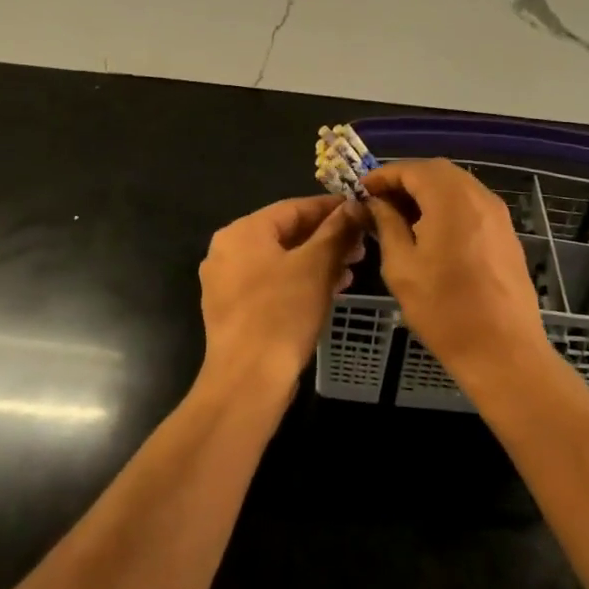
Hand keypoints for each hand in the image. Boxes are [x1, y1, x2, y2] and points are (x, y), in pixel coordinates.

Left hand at [197, 193, 365, 400]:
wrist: (247, 383)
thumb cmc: (281, 314)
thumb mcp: (316, 266)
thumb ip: (336, 231)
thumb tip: (354, 205)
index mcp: (242, 232)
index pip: (293, 208)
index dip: (330, 208)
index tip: (360, 210)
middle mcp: (227, 250)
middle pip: (286, 233)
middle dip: (326, 238)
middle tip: (361, 245)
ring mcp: (227, 282)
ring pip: (281, 259)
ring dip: (317, 261)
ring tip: (351, 269)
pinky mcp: (233, 310)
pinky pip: (271, 283)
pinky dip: (299, 281)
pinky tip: (329, 290)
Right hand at [362, 160, 550, 383]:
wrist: (504, 352)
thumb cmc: (444, 310)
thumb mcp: (401, 266)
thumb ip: (387, 224)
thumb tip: (376, 203)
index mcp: (451, 199)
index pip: (411, 169)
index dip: (383, 175)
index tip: (360, 191)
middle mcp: (478, 196)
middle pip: (436, 171)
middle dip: (405, 180)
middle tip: (379, 202)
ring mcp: (497, 213)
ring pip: (455, 185)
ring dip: (426, 192)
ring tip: (400, 217)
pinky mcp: (506, 232)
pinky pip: (471, 204)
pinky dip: (446, 206)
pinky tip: (430, 232)